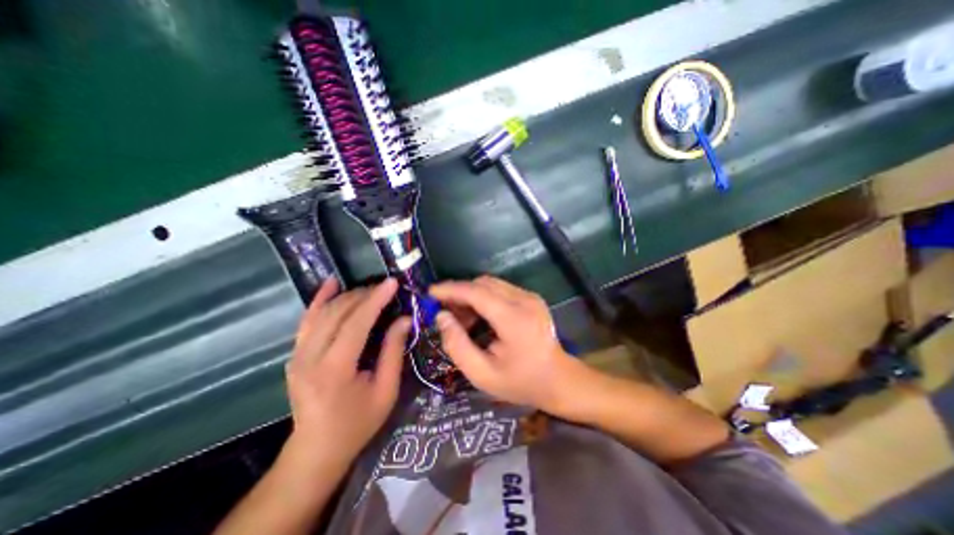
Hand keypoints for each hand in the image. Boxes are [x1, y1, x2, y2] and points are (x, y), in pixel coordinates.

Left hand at [286, 278, 413, 466]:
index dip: (375, 300)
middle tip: (386, 287)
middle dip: (364, 295)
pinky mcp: (295, 355)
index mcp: (335, 369)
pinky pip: (308, 320)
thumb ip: (393, 351)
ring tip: (370, 289)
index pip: (356, 323)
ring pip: (323, 312)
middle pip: (338, 313)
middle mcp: (310, 357)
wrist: (317, 449)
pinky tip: (330, 284)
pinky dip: (320, 299)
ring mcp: (297, 355)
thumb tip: (404, 319)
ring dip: (348, 296)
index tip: (392, 283)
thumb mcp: (386, 390)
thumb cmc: (358, 423)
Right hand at [430, 276, 581, 410]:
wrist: (558, 380)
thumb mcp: (482, 374)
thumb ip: (457, 345)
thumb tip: (441, 316)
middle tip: (444, 311)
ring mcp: (530, 296)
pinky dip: (483, 298)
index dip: (450, 289)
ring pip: (491, 284)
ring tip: (461, 319)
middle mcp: (524, 300)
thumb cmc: (520, 382)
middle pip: (483, 283)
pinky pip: (500, 289)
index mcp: (514, 319)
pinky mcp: (531, 298)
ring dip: (471, 295)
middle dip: (459, 293)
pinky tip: (479, 317)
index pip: (476, 292)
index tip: (430, 293)